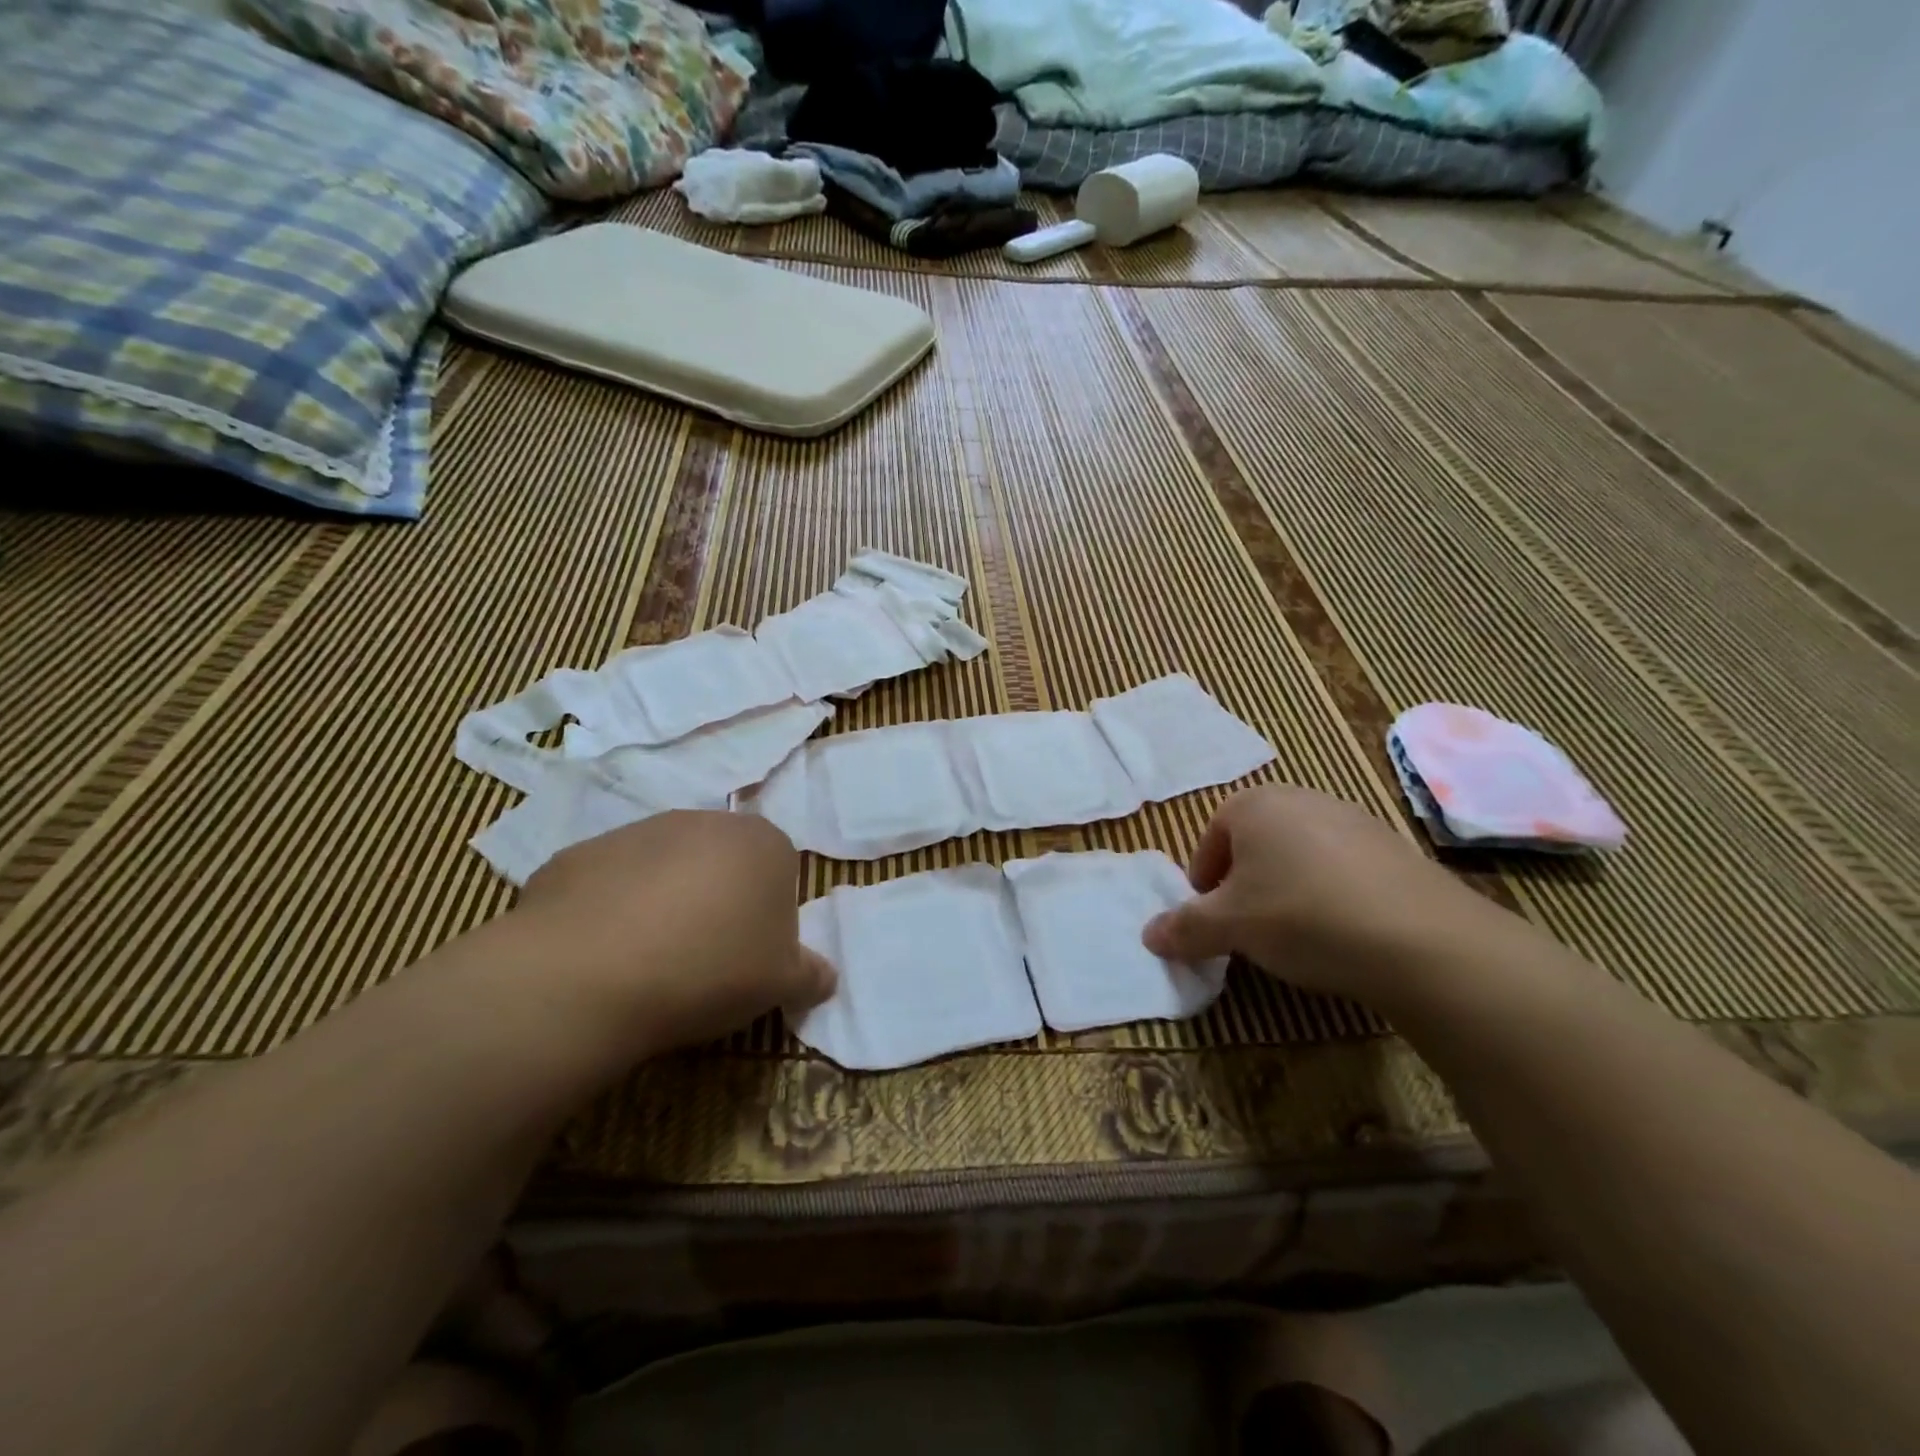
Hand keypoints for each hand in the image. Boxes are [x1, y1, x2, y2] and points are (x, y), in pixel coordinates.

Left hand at [501, 811, 834, 1059]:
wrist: (590, 974)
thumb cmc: (710, 969)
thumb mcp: (781, 984)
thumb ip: (812, 975)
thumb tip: (826, 976)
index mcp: (762, 842)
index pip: (781, 873)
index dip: (769, 918)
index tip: (751, 958)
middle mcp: (704, 821)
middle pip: (723, 865)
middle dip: (718, 903)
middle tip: (704, 960)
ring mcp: (637, 831)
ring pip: (665, 870)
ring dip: (665, 904)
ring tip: (649, 963)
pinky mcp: (580, 853)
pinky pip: (610, 884)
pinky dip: (611, 912)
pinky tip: (602, 956)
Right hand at [1141, 786, 1507, 1010]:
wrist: (1422, 940)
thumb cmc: (1302, 915)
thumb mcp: (1229, 927)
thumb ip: (1184, 928)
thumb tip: (1148, 935)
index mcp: (1255, 804)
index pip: (1212, 837)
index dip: (1204, 881)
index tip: (1210, 918)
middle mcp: (1303, 799)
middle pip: (1255, 842)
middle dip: (1244, 883)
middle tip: (1246, 925)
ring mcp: (1354, 820)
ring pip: (1299, 855)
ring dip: (1287, 888)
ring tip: (1295, 934)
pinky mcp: (1395, 849)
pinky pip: (1343, 869)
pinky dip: (1330, 895)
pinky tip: (1341, 932)